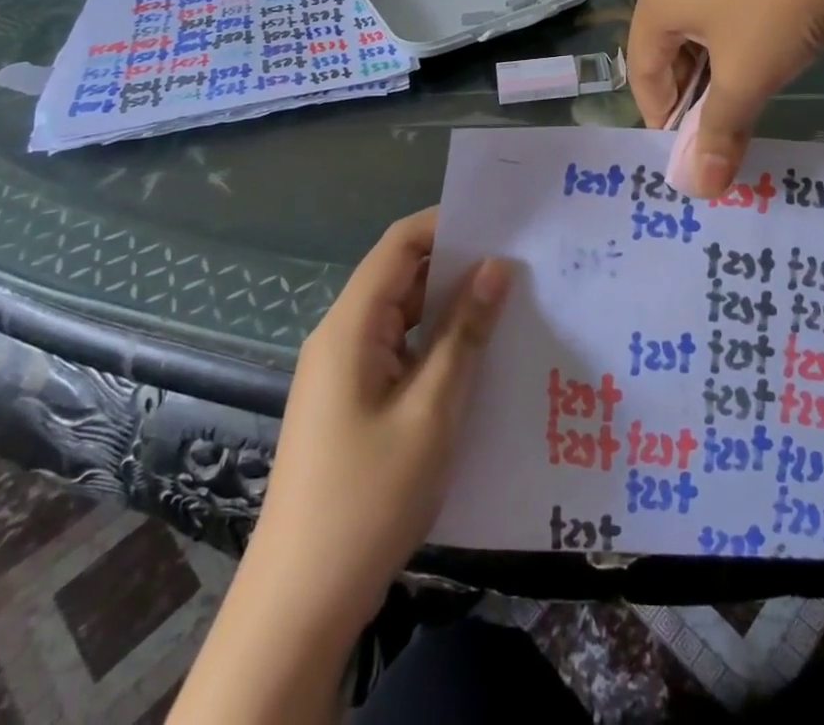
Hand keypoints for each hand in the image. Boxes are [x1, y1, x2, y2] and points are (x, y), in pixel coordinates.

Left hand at [249, 207, 511, 650]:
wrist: (302, 601)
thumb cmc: (369, 496)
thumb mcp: (432, 409)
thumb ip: (465, 333)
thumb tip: (497, 267)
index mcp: (351, 326)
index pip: (399, 245)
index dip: (447, 223)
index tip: (501, 222)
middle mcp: (342, 336)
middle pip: (401, 275)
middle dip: (457, 263)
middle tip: (521, 261)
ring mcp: (344, 371)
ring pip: (403, 314)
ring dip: (450, 305)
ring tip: (511, 300)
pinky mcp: (352, 401)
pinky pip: (400, 350)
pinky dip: (437, 341)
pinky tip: (479, 354)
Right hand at [630, 0, 823, 197]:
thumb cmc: (776, 8)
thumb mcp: (747, 77)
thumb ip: (720, 131)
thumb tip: (700, 188)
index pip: (642, 69)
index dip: (661, 114)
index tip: (688, 146)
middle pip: (669, 41)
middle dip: (691, 86)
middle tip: (719, 120)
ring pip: (701, 14)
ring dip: (716, 55)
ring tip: (749, 79)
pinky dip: (739, 23)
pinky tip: (774, 31)